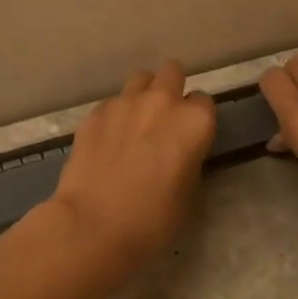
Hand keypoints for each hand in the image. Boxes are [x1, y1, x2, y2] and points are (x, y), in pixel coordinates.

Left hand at [46, 60, 216, 273]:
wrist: (93, 225)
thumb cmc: (152, 220)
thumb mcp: (189, 194)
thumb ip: (190, 159)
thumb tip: (180, 151)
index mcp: (194, 122)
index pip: (204, 102)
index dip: (197, 119)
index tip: (190, 136)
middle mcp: (162, 102)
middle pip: (172, 73)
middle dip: (172, 89)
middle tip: (165, 119)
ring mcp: (124, 103)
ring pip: (140, 79)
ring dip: (143, 94)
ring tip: (136, 122)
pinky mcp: (94, 113)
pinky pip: (112, 103)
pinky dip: (115, 115)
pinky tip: (108, 141)